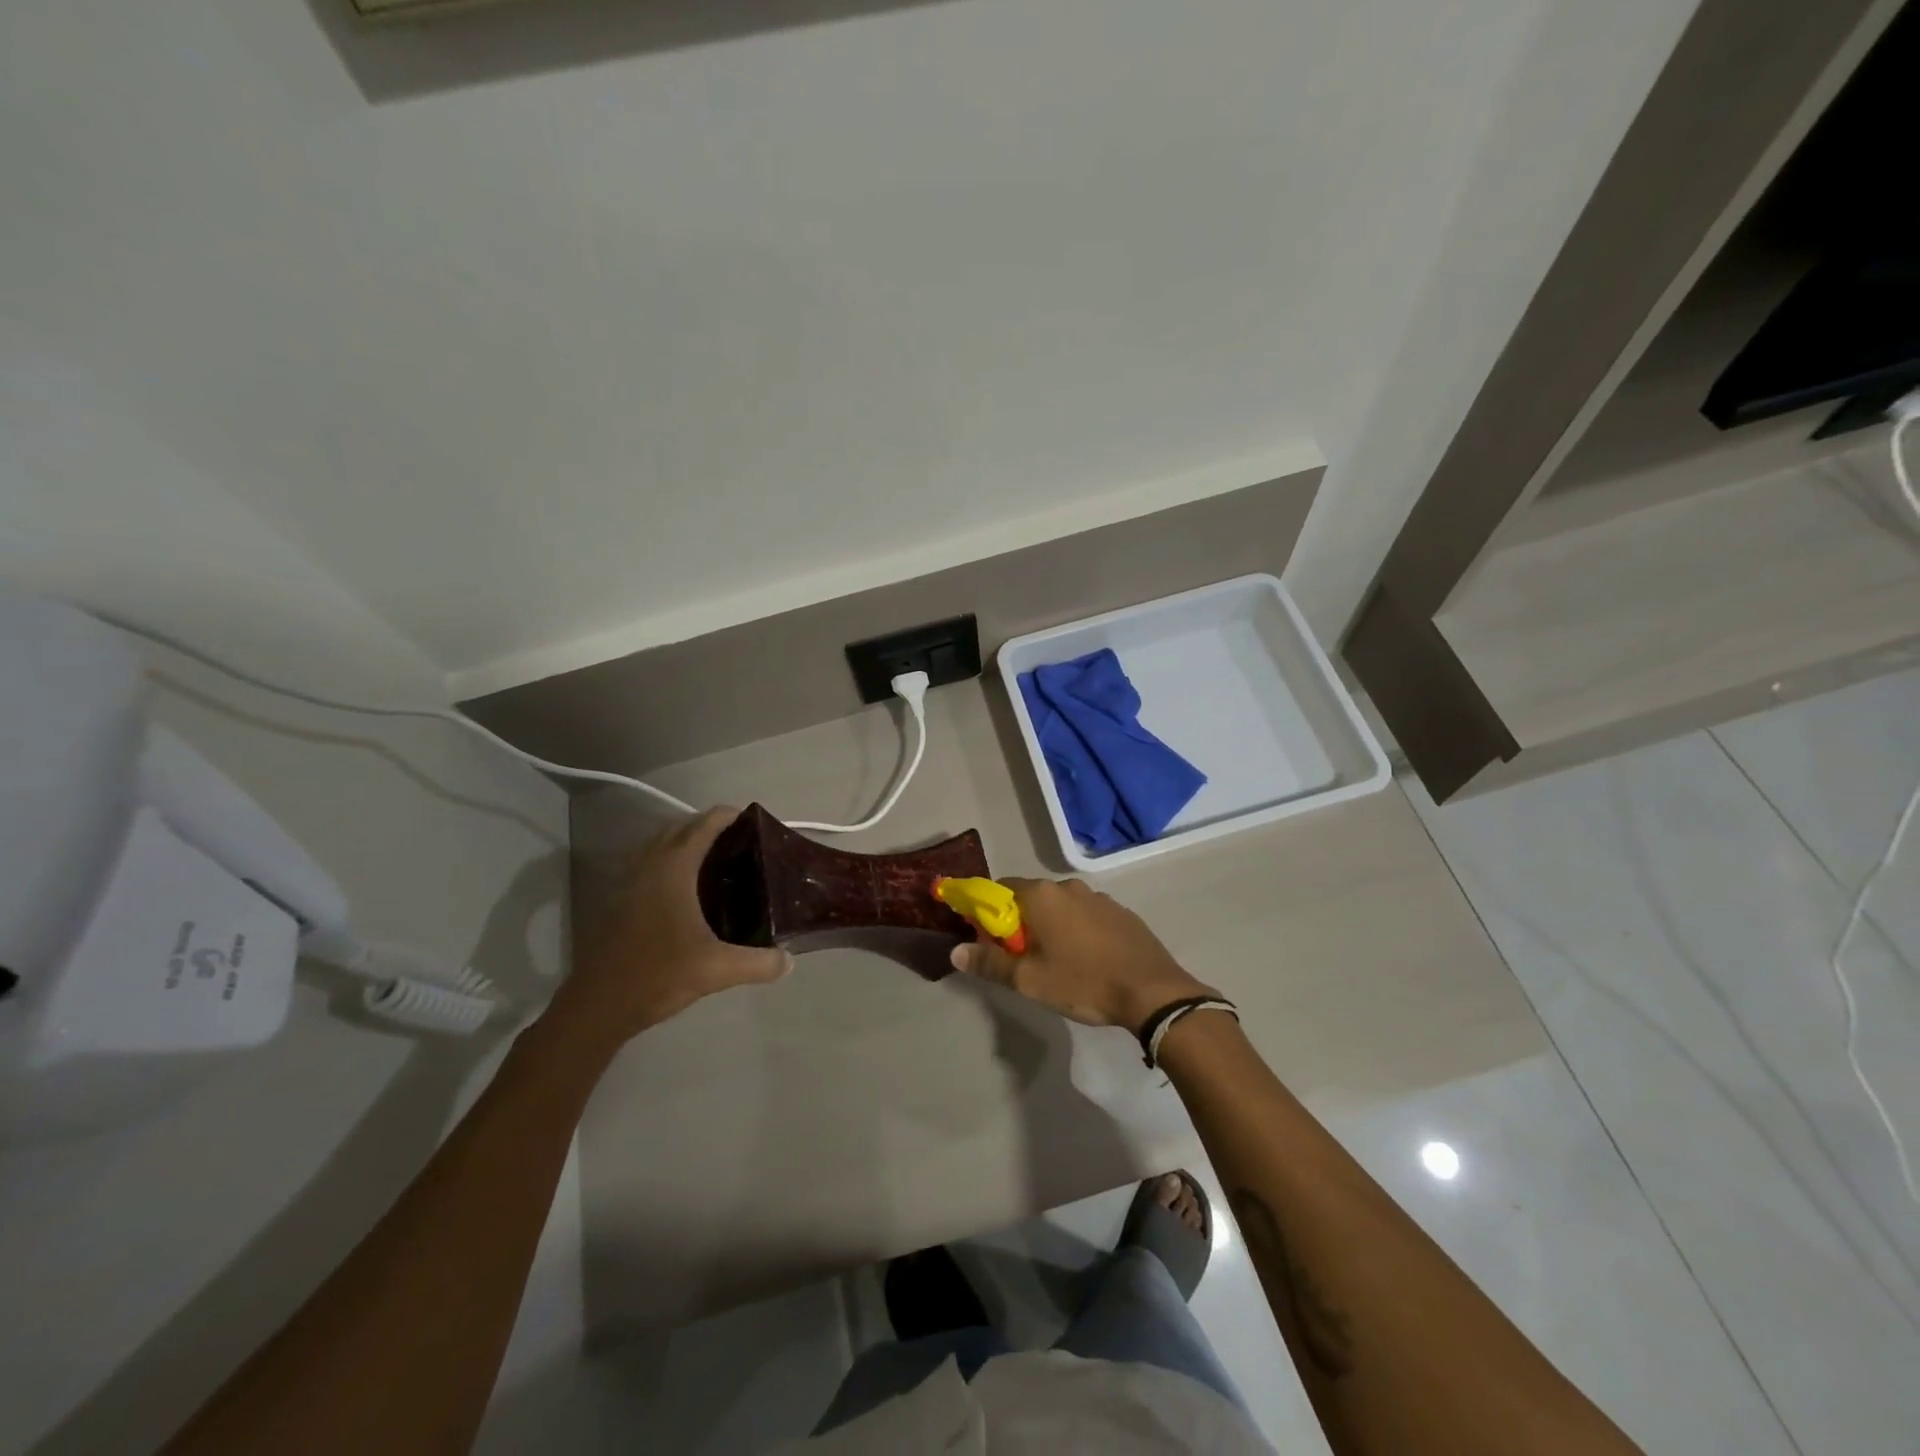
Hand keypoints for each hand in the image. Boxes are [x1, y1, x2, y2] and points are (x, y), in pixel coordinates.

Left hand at [549, 807, 791, 1051]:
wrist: (597, 1007)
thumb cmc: (657, 975)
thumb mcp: (716, 970)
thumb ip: (758, 963)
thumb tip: (789, 961)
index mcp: (673, 869)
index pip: (703, 825)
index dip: (729, 816)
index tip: (754, 820)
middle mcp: (648, 866)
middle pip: (680, 828)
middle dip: (709, 827)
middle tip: (742, 842)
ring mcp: (628, 882)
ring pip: (659, 845)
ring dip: (686, 842)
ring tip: (717, 861)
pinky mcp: (618, 901)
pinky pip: (648, 865)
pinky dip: (669, 862)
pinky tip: (687, 891)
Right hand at [949, 877, 1214, 1032]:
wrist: (1153, 992)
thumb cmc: (1084, 982)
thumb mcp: (1030, 980)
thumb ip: (990, 962)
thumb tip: (955, 951)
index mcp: (1042, 896)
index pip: (1000, 888)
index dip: (987, 910)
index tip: (985, 936)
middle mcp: (1069, 887)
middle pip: (1030, 898)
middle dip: (1019, 922)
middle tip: (1019, 958)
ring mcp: (1099, 897)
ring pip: (1061, 907)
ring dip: (1050, 926)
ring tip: (1055, 962)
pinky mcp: (1121, 913)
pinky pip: (1086, 916)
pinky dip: (1077, 931)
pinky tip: (1086, 960)